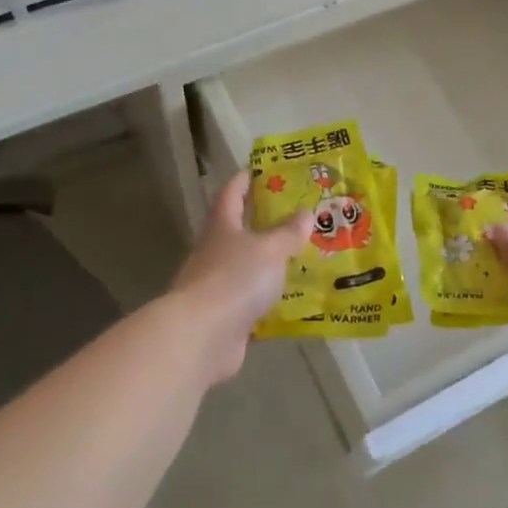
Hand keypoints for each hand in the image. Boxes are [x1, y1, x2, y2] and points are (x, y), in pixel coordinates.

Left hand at [170, 173, 310, 383]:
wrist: (203, 336)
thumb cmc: (235, 279)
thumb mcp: (270, 249)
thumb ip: (288, 232)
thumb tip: (305, 213)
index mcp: (223, 226)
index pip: (232, 193)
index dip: (245, 180)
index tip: (262, 170)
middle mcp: (216, 252)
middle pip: (239, 230)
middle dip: (265, 222)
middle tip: (298, 215)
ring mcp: (218, 286)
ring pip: (248, 267)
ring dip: (270, 262)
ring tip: (303, 256)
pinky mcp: (226, 316)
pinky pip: (253, 301)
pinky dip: (271, 299)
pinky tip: (295, 299)